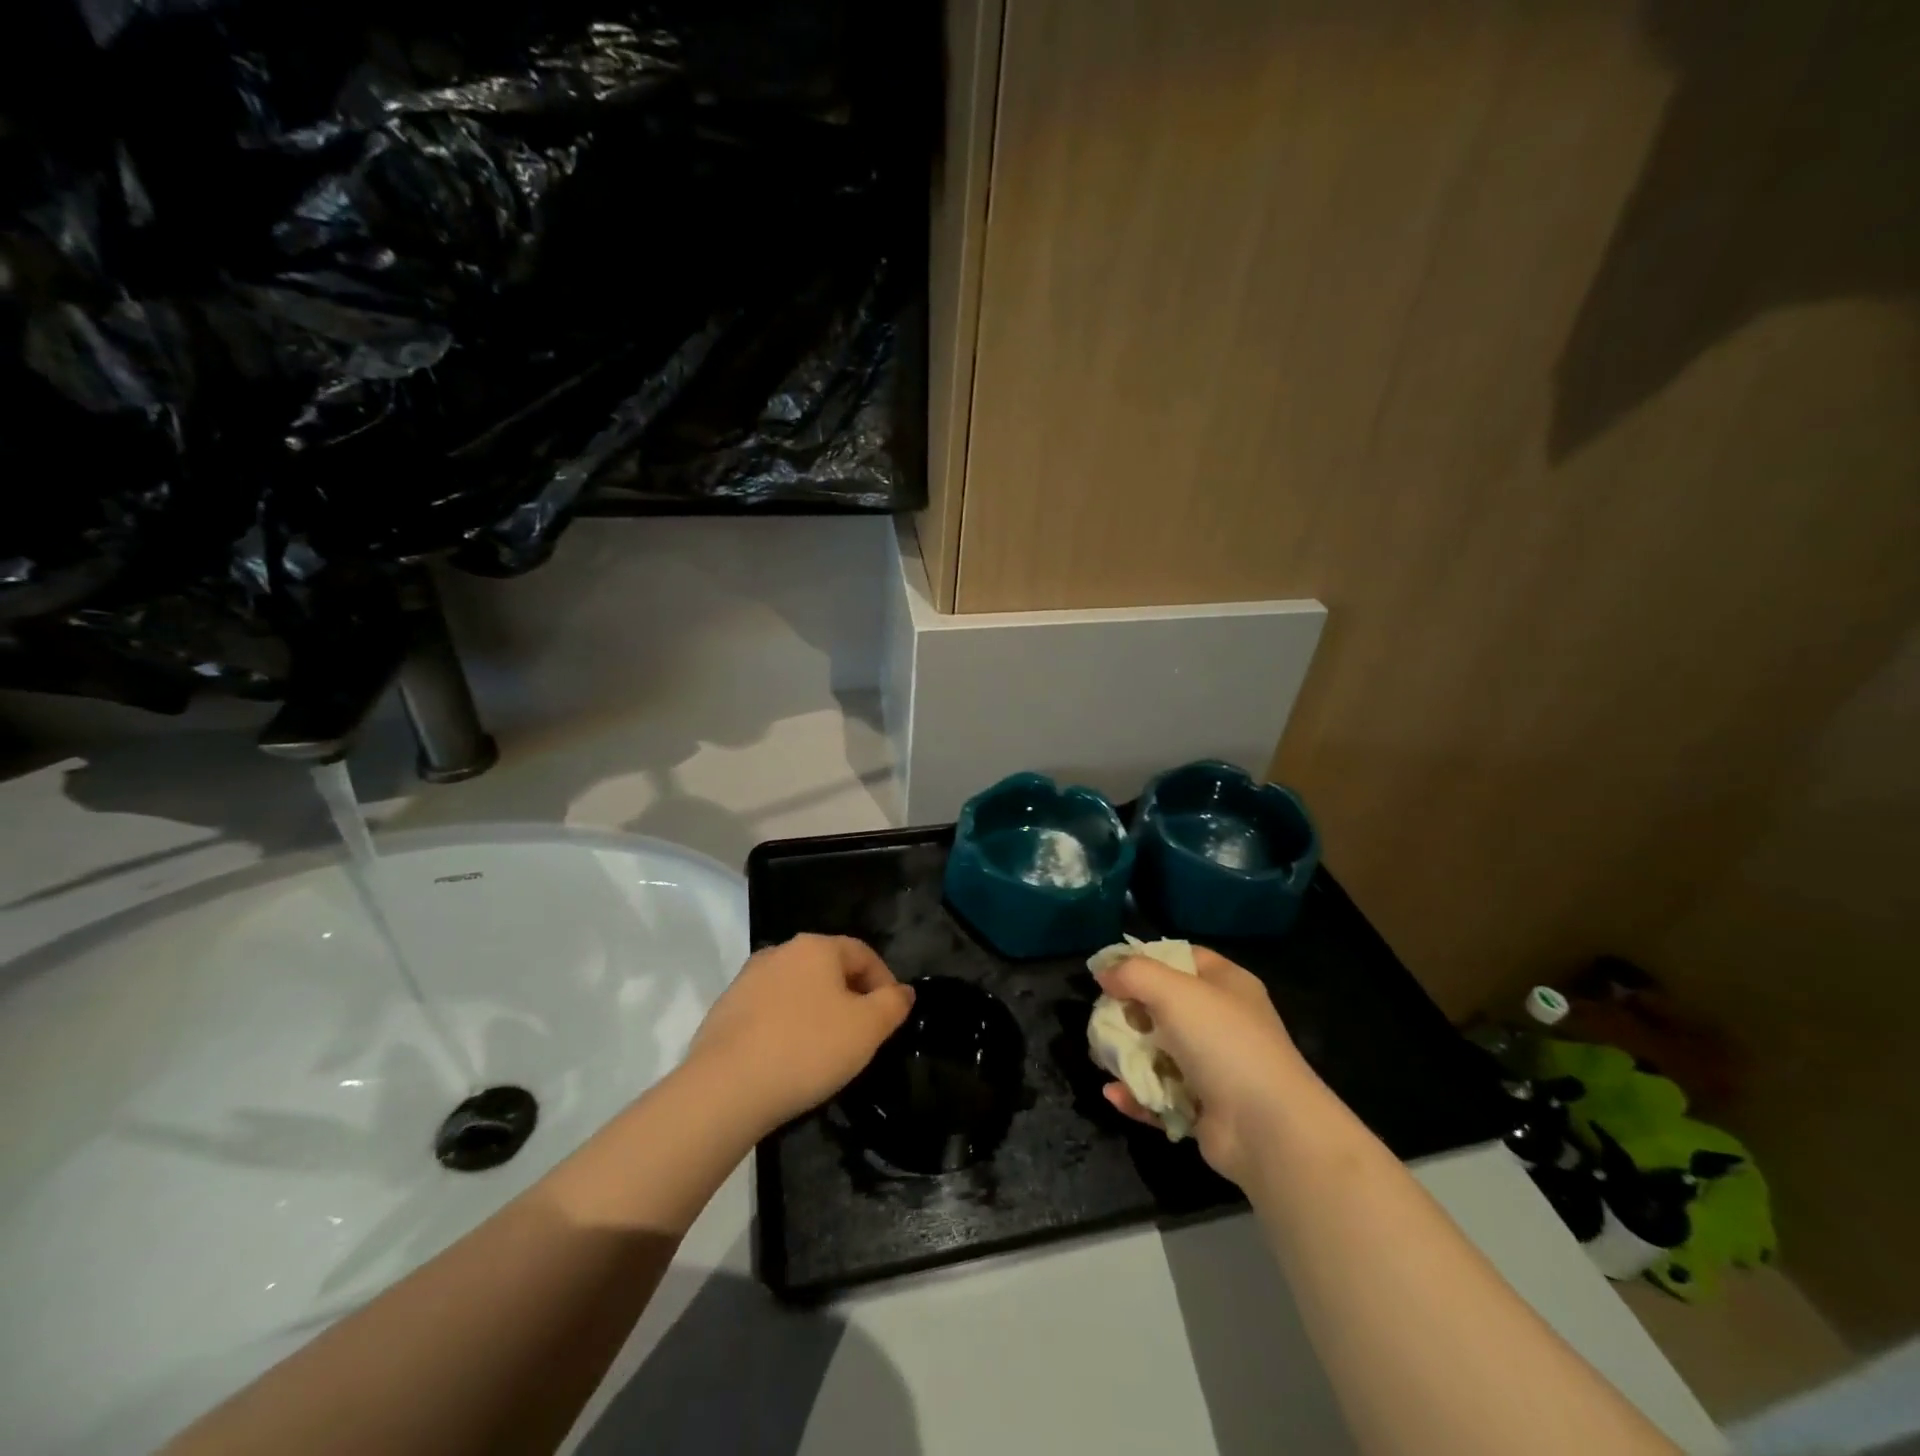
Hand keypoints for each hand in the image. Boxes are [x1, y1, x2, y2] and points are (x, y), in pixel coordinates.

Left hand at [686, 934, 913, 1138]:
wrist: (724, 1089)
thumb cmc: (807, 1049)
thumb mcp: (867, 1028)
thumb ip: (892, 1004)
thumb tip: (903, 991)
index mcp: (816, 947)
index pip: (863, 953)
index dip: (885, 982)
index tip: (892, 1017)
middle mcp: (780, 952)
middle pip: (829, 968)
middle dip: (851, 996)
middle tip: (863, 1034)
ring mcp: (747, 980)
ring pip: (798, 989)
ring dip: (818, 1011)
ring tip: (827, 1049)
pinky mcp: (725, 1010)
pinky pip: (770, 1011)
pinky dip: (787, 1026)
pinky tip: (789, 1058)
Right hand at [1094, 947, 1315, 1184]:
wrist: (1268, 1128)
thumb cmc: (1222, 1042)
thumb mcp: (1173, 990)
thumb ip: (1133, 974)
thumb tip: (1103, 972)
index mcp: (1226, 984)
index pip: (1181, 957)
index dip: (1145, 959)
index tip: (1109, 971)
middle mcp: (1222, 1021)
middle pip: (1164, 1006)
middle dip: (1129, 1012)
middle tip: (1102, 1017)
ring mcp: (1214, 1067)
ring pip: (1159, 1052)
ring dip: (1128, 1056)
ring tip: (1101, 1058)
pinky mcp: (1204, 1108)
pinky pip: (1160, 1095)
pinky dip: (1136, 1095)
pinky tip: (1114, 1094)